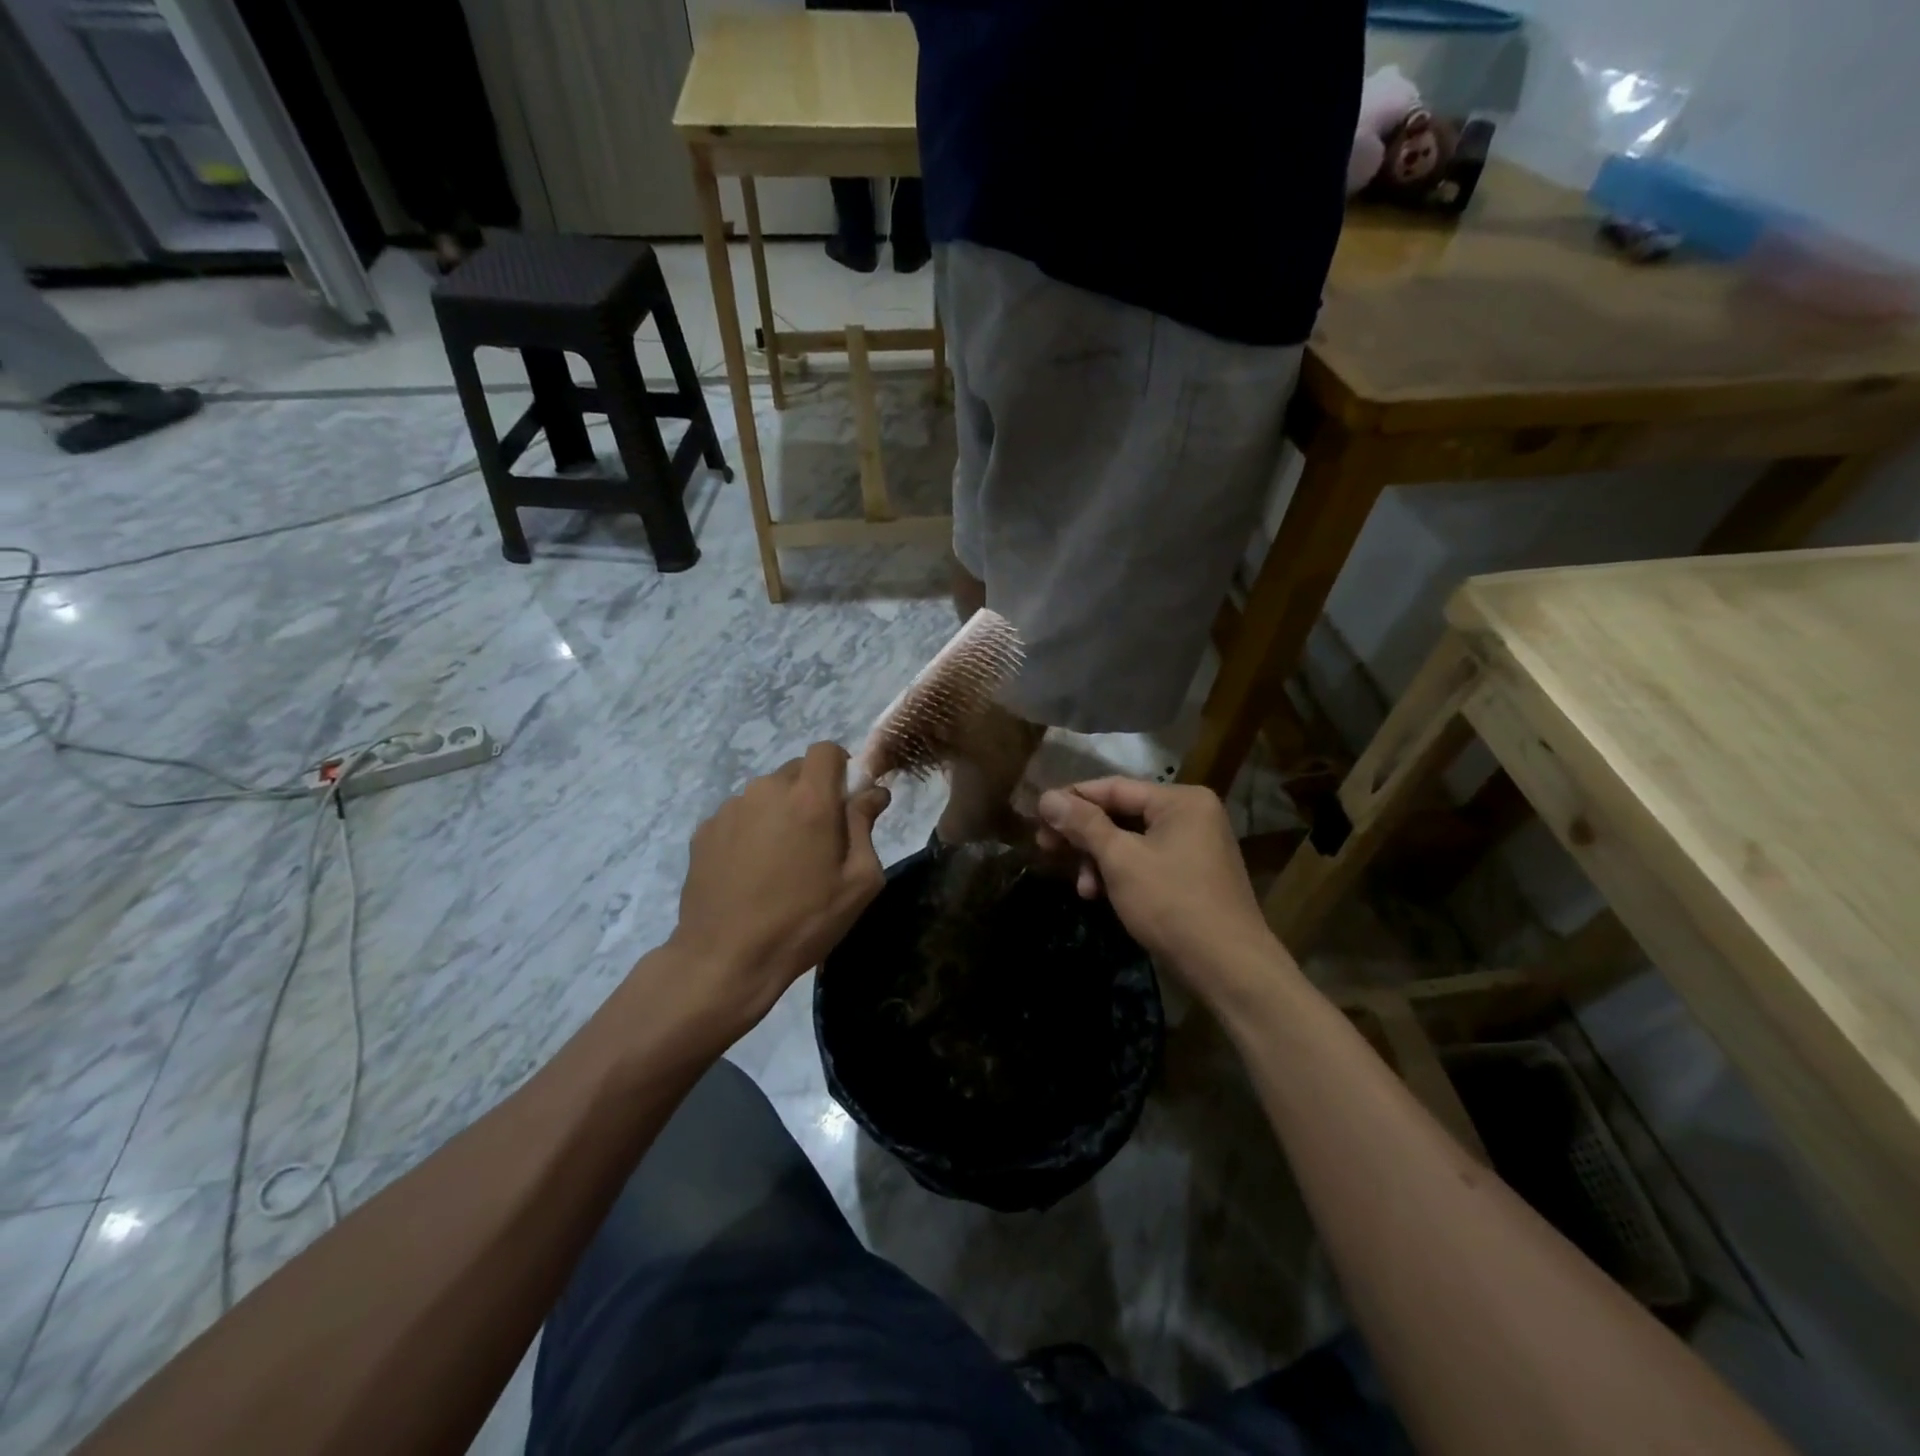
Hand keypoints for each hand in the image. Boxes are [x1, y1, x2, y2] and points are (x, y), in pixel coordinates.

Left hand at [667, 743, 889, 1029]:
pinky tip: (750, 872)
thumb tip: (873, 793)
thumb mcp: (858, 882)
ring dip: (780, 813)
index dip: (840, 768)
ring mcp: (730, 809)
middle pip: (796, 771)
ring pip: (766, 794)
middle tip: (817, 840)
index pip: (826, 750)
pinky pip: (739, 816)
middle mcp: (766, 790)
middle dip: (812, 794)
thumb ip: (866, 826)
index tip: (845, 801)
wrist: (725, 959)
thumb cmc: (804, 921)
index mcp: (810, 799)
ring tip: (780, 862)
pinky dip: (751, 831)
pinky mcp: (704, 831)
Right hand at [1035, 778, 1289, 1004]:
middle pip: (1122, 813)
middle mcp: (1191, 815)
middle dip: (1083, 835)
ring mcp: (1195, 846)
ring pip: (1131, 841)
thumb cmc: (1172, 904)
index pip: (1114, 788)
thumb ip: (1083, 825)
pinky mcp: (1192, 875)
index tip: (1036, 816)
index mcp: (1181, 800)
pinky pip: (1146, 861)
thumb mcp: (1120, 860)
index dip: (1072, 800)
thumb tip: (1046, 797)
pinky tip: (1101, 896)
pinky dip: (1120, 874)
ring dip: (1099, 861)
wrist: (1229, 968)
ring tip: (1081, 888)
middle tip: (1044, 848)